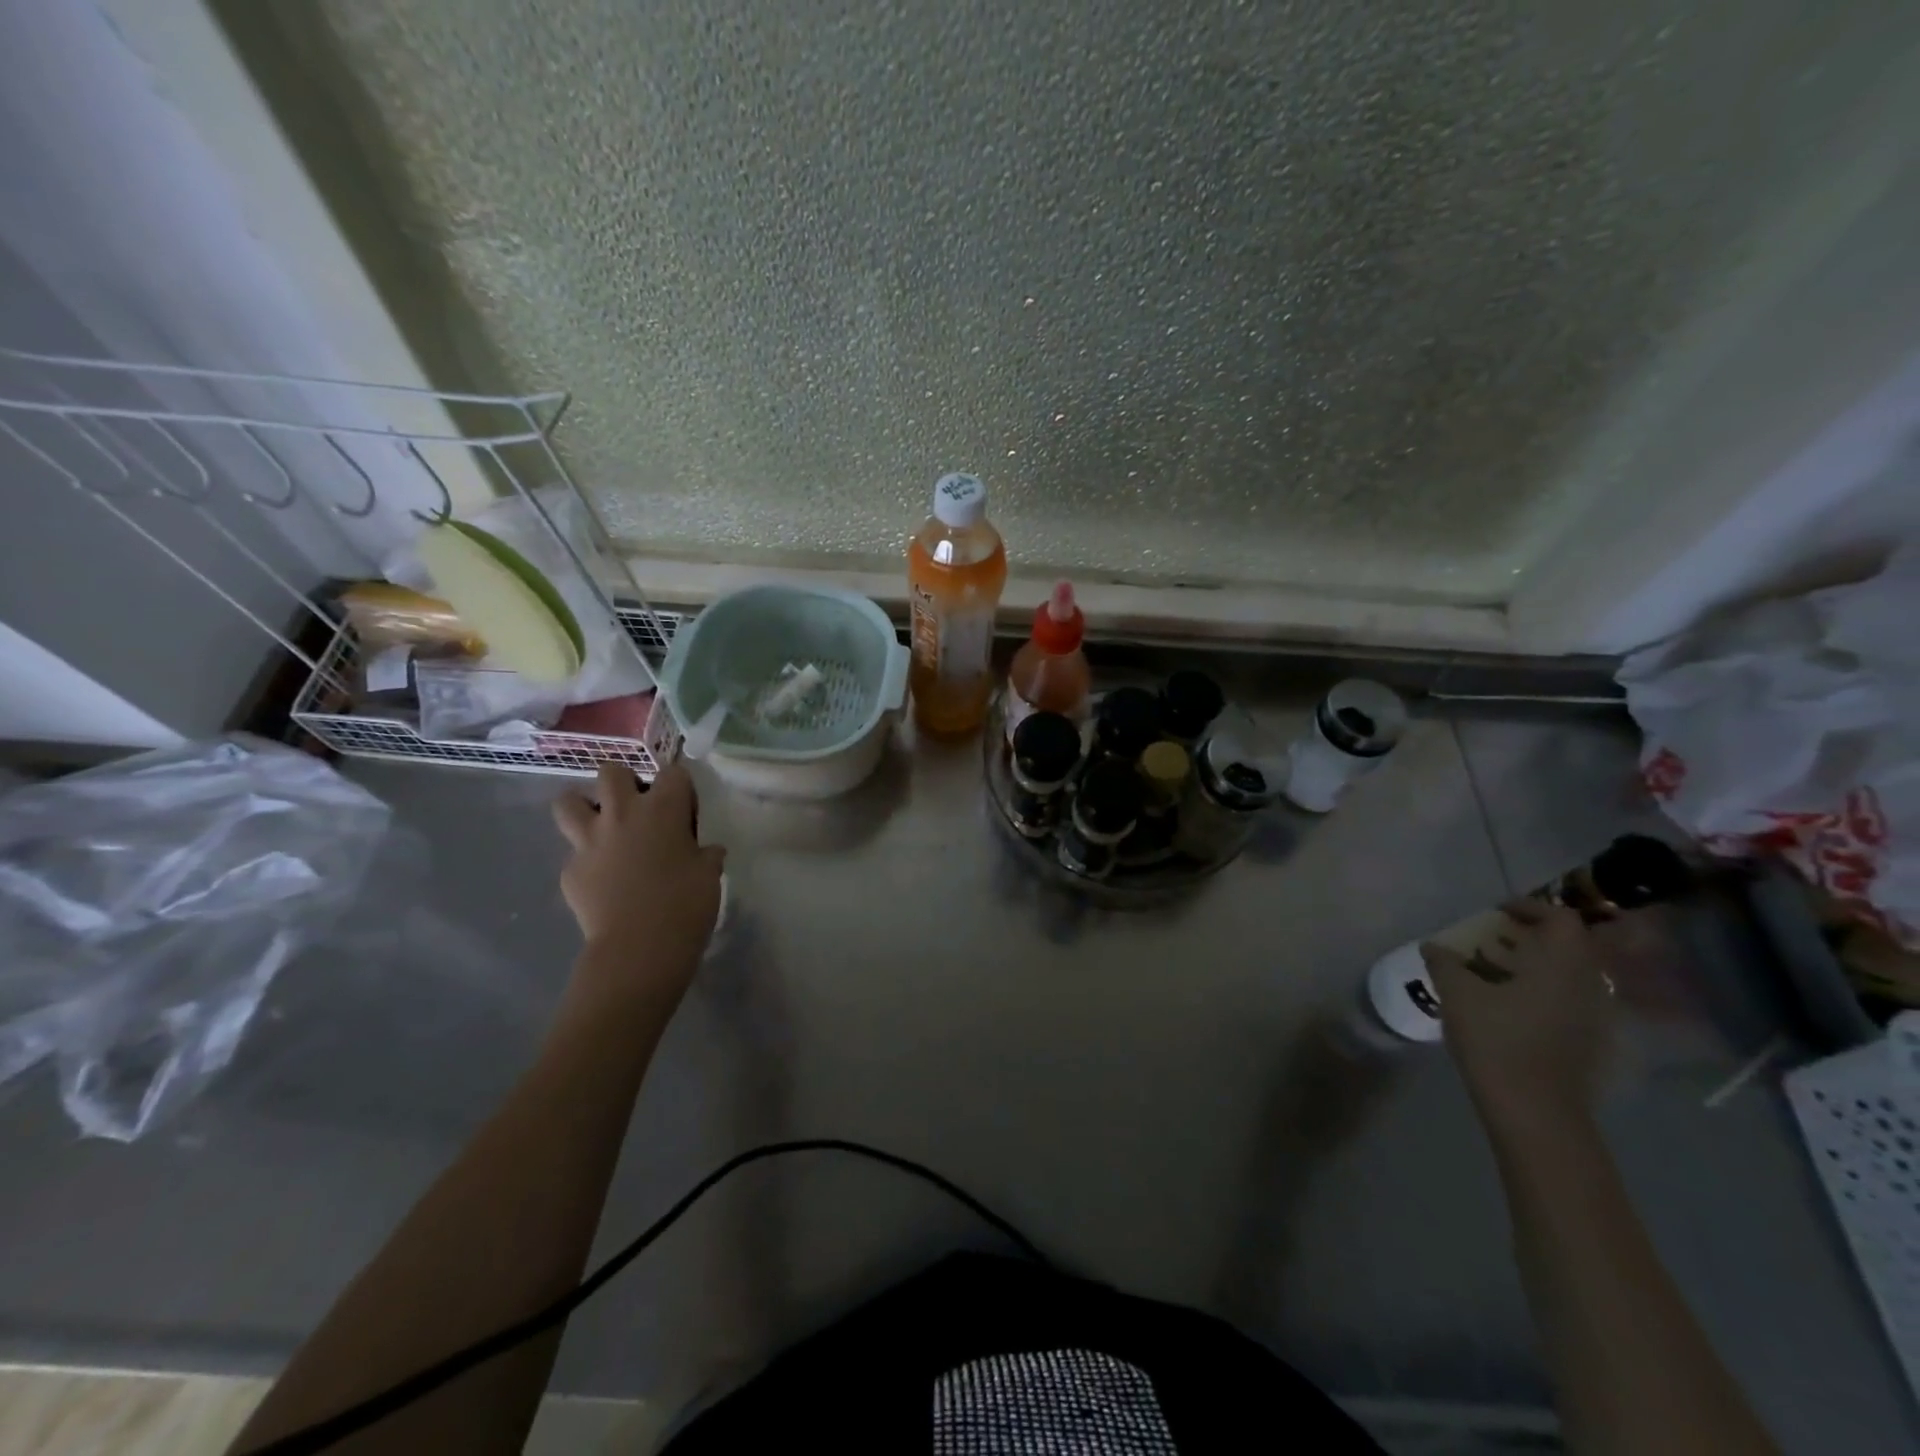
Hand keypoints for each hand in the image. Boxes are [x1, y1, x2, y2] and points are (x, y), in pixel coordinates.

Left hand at [553, 762, 726, 998]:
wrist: (639, 948)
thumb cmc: (686, 904)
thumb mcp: (709, 874)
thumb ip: (705, 854)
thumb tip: (705, 851)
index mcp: (663, 808)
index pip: (673, 772)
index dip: (681, 790)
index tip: (687, 814)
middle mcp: (622, 813)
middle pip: (612, 771)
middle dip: (624, 783)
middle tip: (639, 811)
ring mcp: (589, 841)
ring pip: (568, 801)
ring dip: (586, 808)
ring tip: (604, 829)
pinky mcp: (569, 870)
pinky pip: (574, 852)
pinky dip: (588, 860)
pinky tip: (604, 881)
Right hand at [1423, 898, 1612, 1137]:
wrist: (1537, 1113)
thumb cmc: (1498, 1041)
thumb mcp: (1457, 994)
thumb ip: (1444, 963)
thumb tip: (1434, 946)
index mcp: (1562, 964)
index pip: (1560, 918)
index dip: (1529, 908)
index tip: (1497, 913)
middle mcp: (1588, 985)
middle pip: (1567, 947)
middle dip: (1530, 939)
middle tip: (1492, 942)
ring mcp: (1595, 1018)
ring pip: (1568, 977)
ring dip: (1535, 968)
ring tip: (1493, 976)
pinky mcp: (1592, 1045)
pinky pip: (1568, 1003)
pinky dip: (1542, 994)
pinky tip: (1509, 1011)